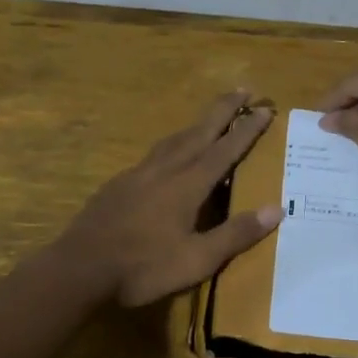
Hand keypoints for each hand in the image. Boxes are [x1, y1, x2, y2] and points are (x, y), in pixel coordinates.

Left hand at [61, 90, 283, 306]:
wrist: (79, 268)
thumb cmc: (144, 267)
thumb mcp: (197, 260)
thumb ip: (236, 234)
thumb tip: (277, 209)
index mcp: (188, 184)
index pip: (226, 149)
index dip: (247, 129)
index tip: (265, 108)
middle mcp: (166, 170)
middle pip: (200, 131)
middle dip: (223, 110)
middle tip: (243, 89)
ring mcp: (139, 174)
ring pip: (174, 139)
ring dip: (197, 124)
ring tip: (210, 118)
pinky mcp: (119, 184)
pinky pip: (154, 154)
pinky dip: (172, 144)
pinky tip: (168, 155)